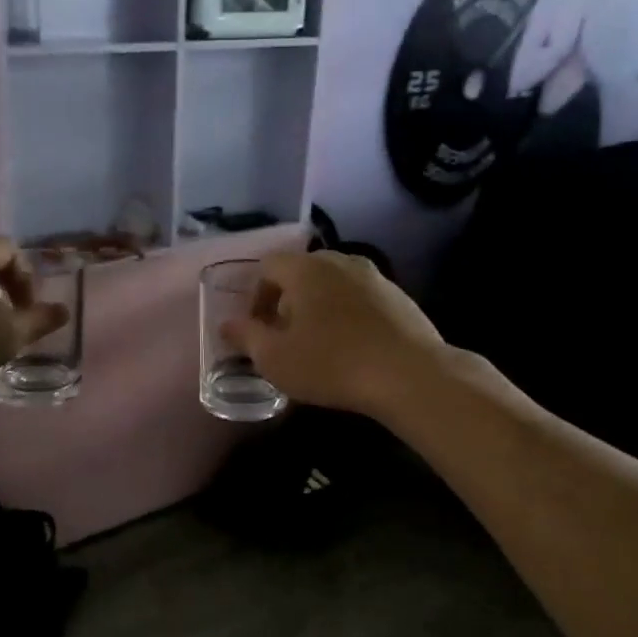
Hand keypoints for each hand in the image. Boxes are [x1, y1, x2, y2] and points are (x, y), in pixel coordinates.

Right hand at [221, 251, 447, 419]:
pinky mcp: (399, 296)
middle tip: (285, 336)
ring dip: (318, 307)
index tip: (258, 329)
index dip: (255, 296)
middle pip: (301, 272)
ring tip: (318, 344)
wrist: (410, 375)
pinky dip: (347, 315)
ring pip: (333, 284)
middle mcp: (340, 261)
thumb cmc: (331, 363)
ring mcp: (374, 276)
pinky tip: (352, 347)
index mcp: (305, 268)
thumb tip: (227, 325)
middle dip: (286, 301)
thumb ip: (246, 337)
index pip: (267, 266)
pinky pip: (360, 298)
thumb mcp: (275, 358)